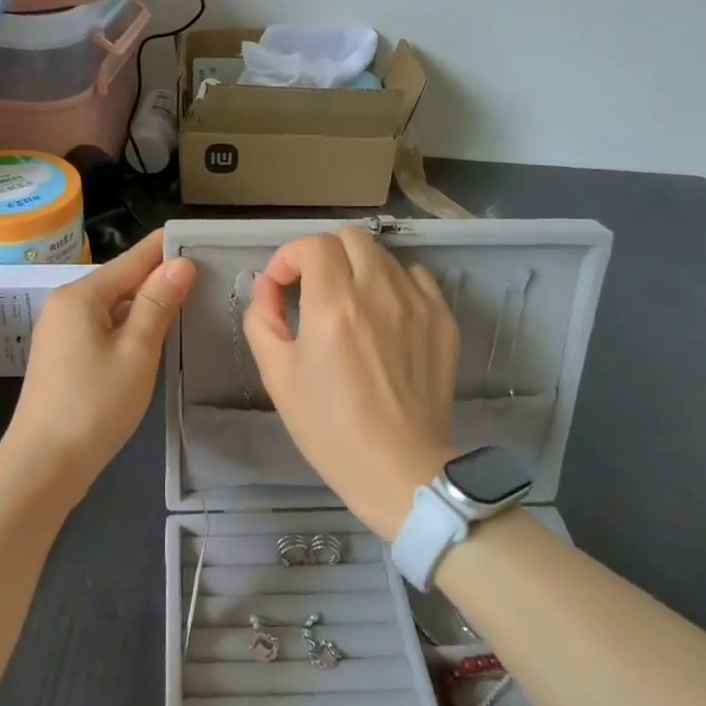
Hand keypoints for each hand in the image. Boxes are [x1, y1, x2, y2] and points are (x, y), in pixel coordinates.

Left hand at [4, 230, 196, 494]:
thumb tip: (180, 263)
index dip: (166, 249)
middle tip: (204, 276)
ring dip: (145, 305)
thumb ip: (158, 304)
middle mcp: (65, 305)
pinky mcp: (62, 356)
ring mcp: (60, 332)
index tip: (198, 238)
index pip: (133, 259)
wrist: (44, 465)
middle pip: (120, 281)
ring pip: (112, 306)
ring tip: (187, 302)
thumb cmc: (94, 405)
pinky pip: (101, 327)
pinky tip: (152, 337)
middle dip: (158, 278)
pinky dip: (128, 327)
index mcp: (81, 295)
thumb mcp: (136, 352)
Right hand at [244, 226, 458, 540]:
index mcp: (333, 305)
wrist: (400, 469)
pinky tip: (384, 315)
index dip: (288, 258)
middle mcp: (378, 292)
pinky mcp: (443, 319)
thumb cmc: (330, 428)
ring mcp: (417, 303)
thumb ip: (262, 319)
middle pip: (350, 236)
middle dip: (323, 254)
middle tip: (312, 288)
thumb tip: (267, 287)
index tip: (281, 286)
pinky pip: (416, 277)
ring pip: (383, 254)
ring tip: (349, 304)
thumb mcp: (276, 376)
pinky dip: (393, 283)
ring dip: (357, 268)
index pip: (311, 245)